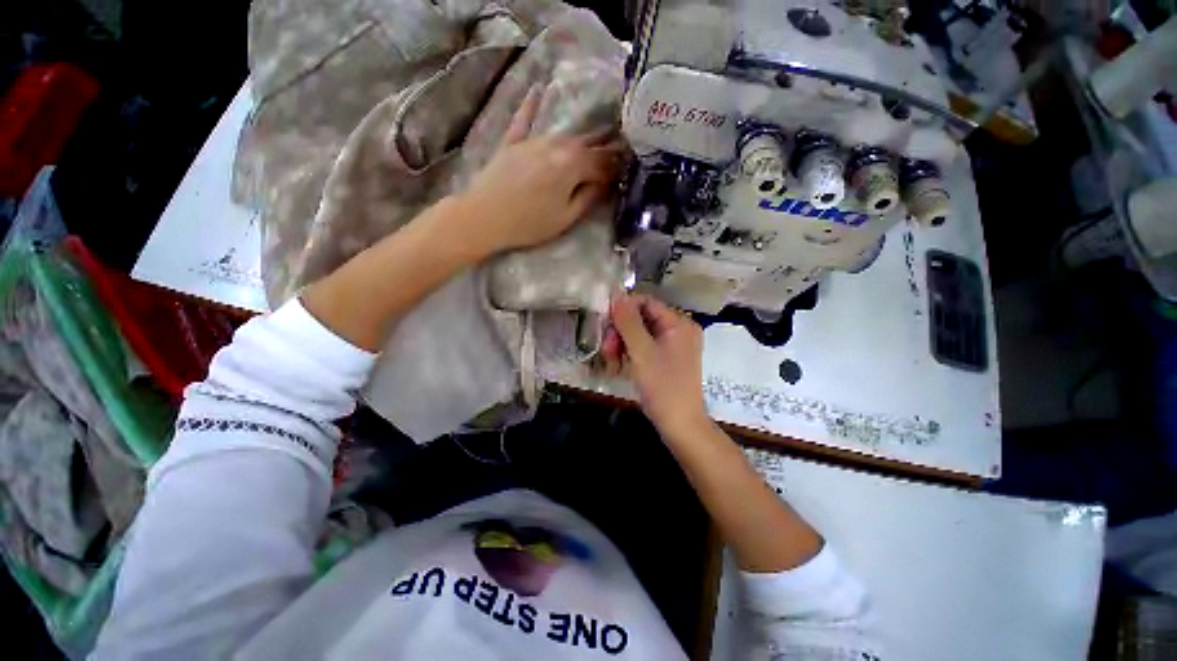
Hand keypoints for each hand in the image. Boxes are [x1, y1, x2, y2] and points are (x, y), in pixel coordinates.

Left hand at [459, 86, 626, 255]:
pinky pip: (524, 120)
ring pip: (565, 134)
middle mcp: (556, 146)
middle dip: (606, 146)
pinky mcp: (513, 143)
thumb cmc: (529, 223)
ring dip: (584, 135)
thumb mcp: (565, 217)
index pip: (602, 162)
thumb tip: (604, 183)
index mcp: (572, 166)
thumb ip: (588, 197)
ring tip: (600, 131)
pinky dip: (531, 106)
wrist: (484, 216)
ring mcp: (533, 141)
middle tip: (622, 144)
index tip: (628, 167)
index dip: (617, 165)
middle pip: (587, 144)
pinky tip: (537, 90)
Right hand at [602, 293, 709, 436]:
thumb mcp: (642, 352)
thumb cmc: (663, 386)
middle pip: (641, 318)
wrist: (680, 425)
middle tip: (607, 349)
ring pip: (640, 334)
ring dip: (622, 344)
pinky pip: (644, 347)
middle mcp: (678, 330)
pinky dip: (630, 354)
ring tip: (610, 361)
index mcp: (679, 323)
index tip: (605, 325)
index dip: (623, 310)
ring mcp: (673, 345)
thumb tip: (616, 294)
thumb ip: (628, 322)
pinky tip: (618, 366)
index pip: (646, 303)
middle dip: (620, 332)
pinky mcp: (666, 359)